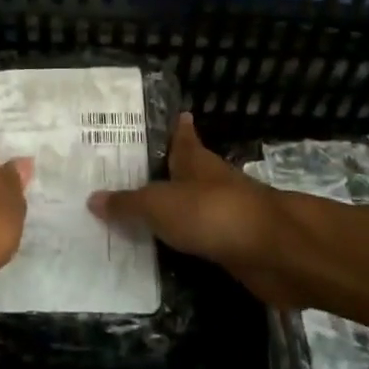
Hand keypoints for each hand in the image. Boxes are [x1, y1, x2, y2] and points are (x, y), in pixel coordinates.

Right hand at [89, 114, 302, 305]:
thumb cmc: (213, 213)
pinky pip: (199, 240)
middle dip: (164, 173)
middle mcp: (211, 183)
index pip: (183, 137)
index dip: (177, 128)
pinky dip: (182, 243)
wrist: (275, 252)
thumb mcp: (159, 206)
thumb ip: (127, 204)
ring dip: (172, 211)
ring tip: (137, 216)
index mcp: (195, 162)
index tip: (175, 115)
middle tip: (129, 175)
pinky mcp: (233, 247)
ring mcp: (226, 215)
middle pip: (186, 172)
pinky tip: (162, 251)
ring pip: (192, 208)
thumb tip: (92, 198)